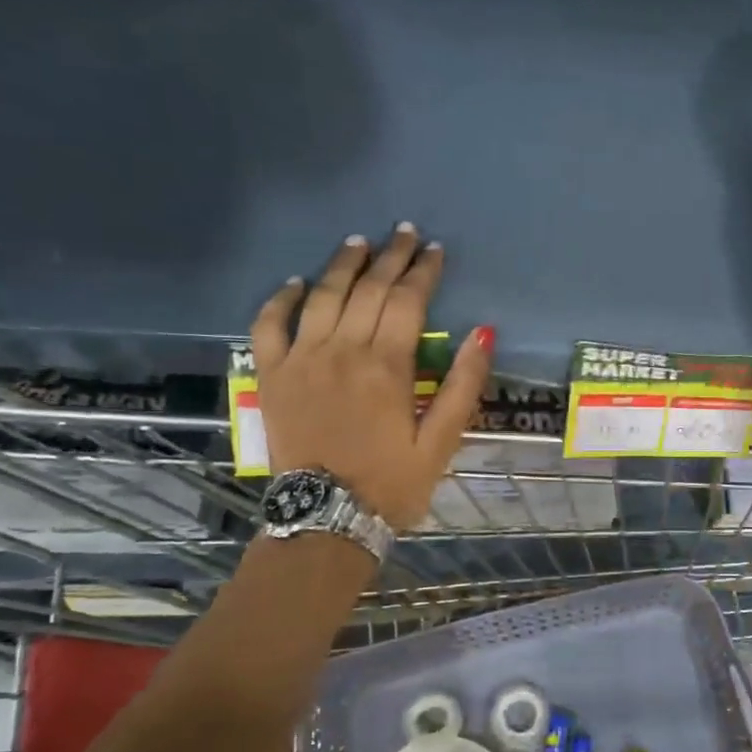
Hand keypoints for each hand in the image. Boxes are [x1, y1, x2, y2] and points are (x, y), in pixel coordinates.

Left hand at [250, 224, 493, 529]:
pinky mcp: (272, 375)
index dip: (423, 272)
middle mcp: (342, 350)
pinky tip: (296, 283)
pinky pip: (269, 325)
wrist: (326, 517)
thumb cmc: (392, 484)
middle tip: (405, 233)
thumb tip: (482, 332)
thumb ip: (461, 385)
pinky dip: (281, 299)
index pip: (407, 301)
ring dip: (343, 264)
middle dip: (390, 257)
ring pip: (322, 296)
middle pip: (368, 289)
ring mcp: (301, 359)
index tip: (436, 251)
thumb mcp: (441, 442)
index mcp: (386, 366)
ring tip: (359, 242)